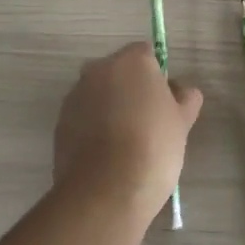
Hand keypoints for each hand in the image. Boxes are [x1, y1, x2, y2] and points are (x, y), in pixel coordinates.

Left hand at [54, 43, 201, 203]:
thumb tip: (179, 90)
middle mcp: (98, 70)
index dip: (157, 75)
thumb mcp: (183, 121)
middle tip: (148, 122)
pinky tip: (107, 156)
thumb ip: (185, 97)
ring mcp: (75, 96)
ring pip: (99, 95)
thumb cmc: (153, 146)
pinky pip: (83, 118)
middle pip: (119, 72)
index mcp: (131, 61)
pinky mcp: (59, 124)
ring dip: (110, 108)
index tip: (165, 101)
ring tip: (126, 144)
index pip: (146, 54)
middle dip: (131, 89)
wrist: (105, 190)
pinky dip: (93, 128)